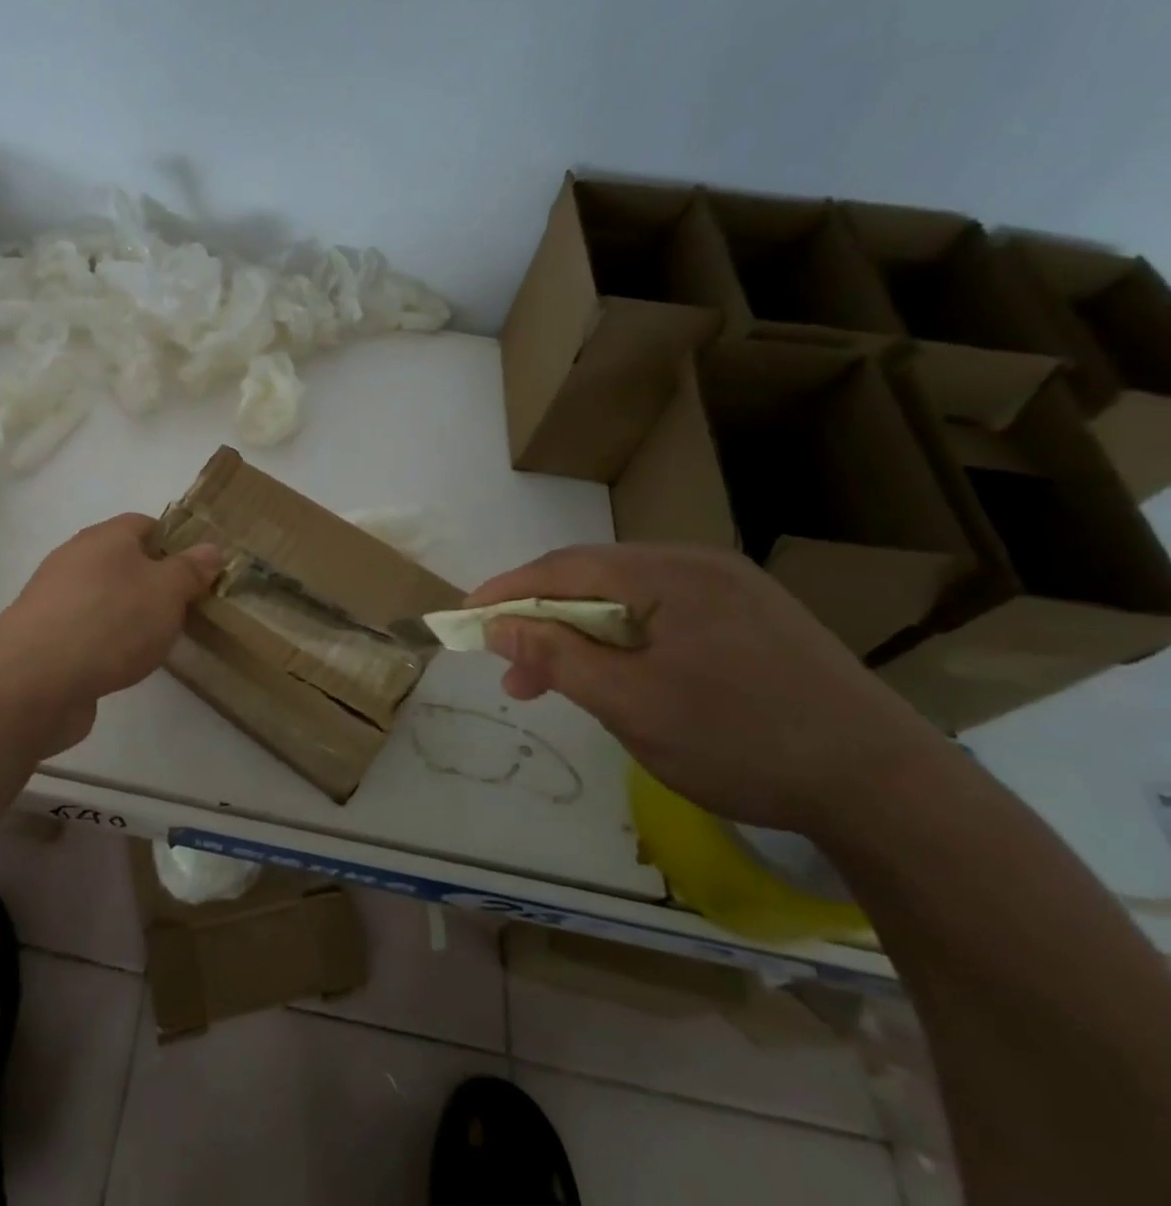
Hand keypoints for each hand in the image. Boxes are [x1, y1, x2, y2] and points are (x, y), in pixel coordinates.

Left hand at [0, 514, 221, 752]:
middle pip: (123, 561)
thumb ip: (190, 570)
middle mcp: (75, 559)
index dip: (174, 542)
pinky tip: (122, 665)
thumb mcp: (167, 592)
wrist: (34, 680)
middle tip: (186, 609)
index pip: (145, 524)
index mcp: (105, 537)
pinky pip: (86, 630)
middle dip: (154, 582)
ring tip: (158, 641)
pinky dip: (106, 642)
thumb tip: (210, 548)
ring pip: (104, 597)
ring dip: (129, 614)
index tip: (198, 571)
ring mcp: (55, 599)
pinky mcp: (44, 638)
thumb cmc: (111, 621)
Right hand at [467, 544, 947, 839]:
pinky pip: (665, 615)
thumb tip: (498, 626)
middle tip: (514, 672)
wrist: (889, 789)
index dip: (508, 590)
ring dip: (584, 635)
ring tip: (559, 683)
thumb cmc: (741, 741)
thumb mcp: (629, 704)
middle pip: (594, 579)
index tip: (466, 618)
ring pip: (629, 600)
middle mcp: (699, 565)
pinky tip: (622, 677)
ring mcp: (733, 590)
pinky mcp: (754, 619)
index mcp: (669, 574)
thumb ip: (555, 656)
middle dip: (545, 621)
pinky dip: (626, 642)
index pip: (564, 567)